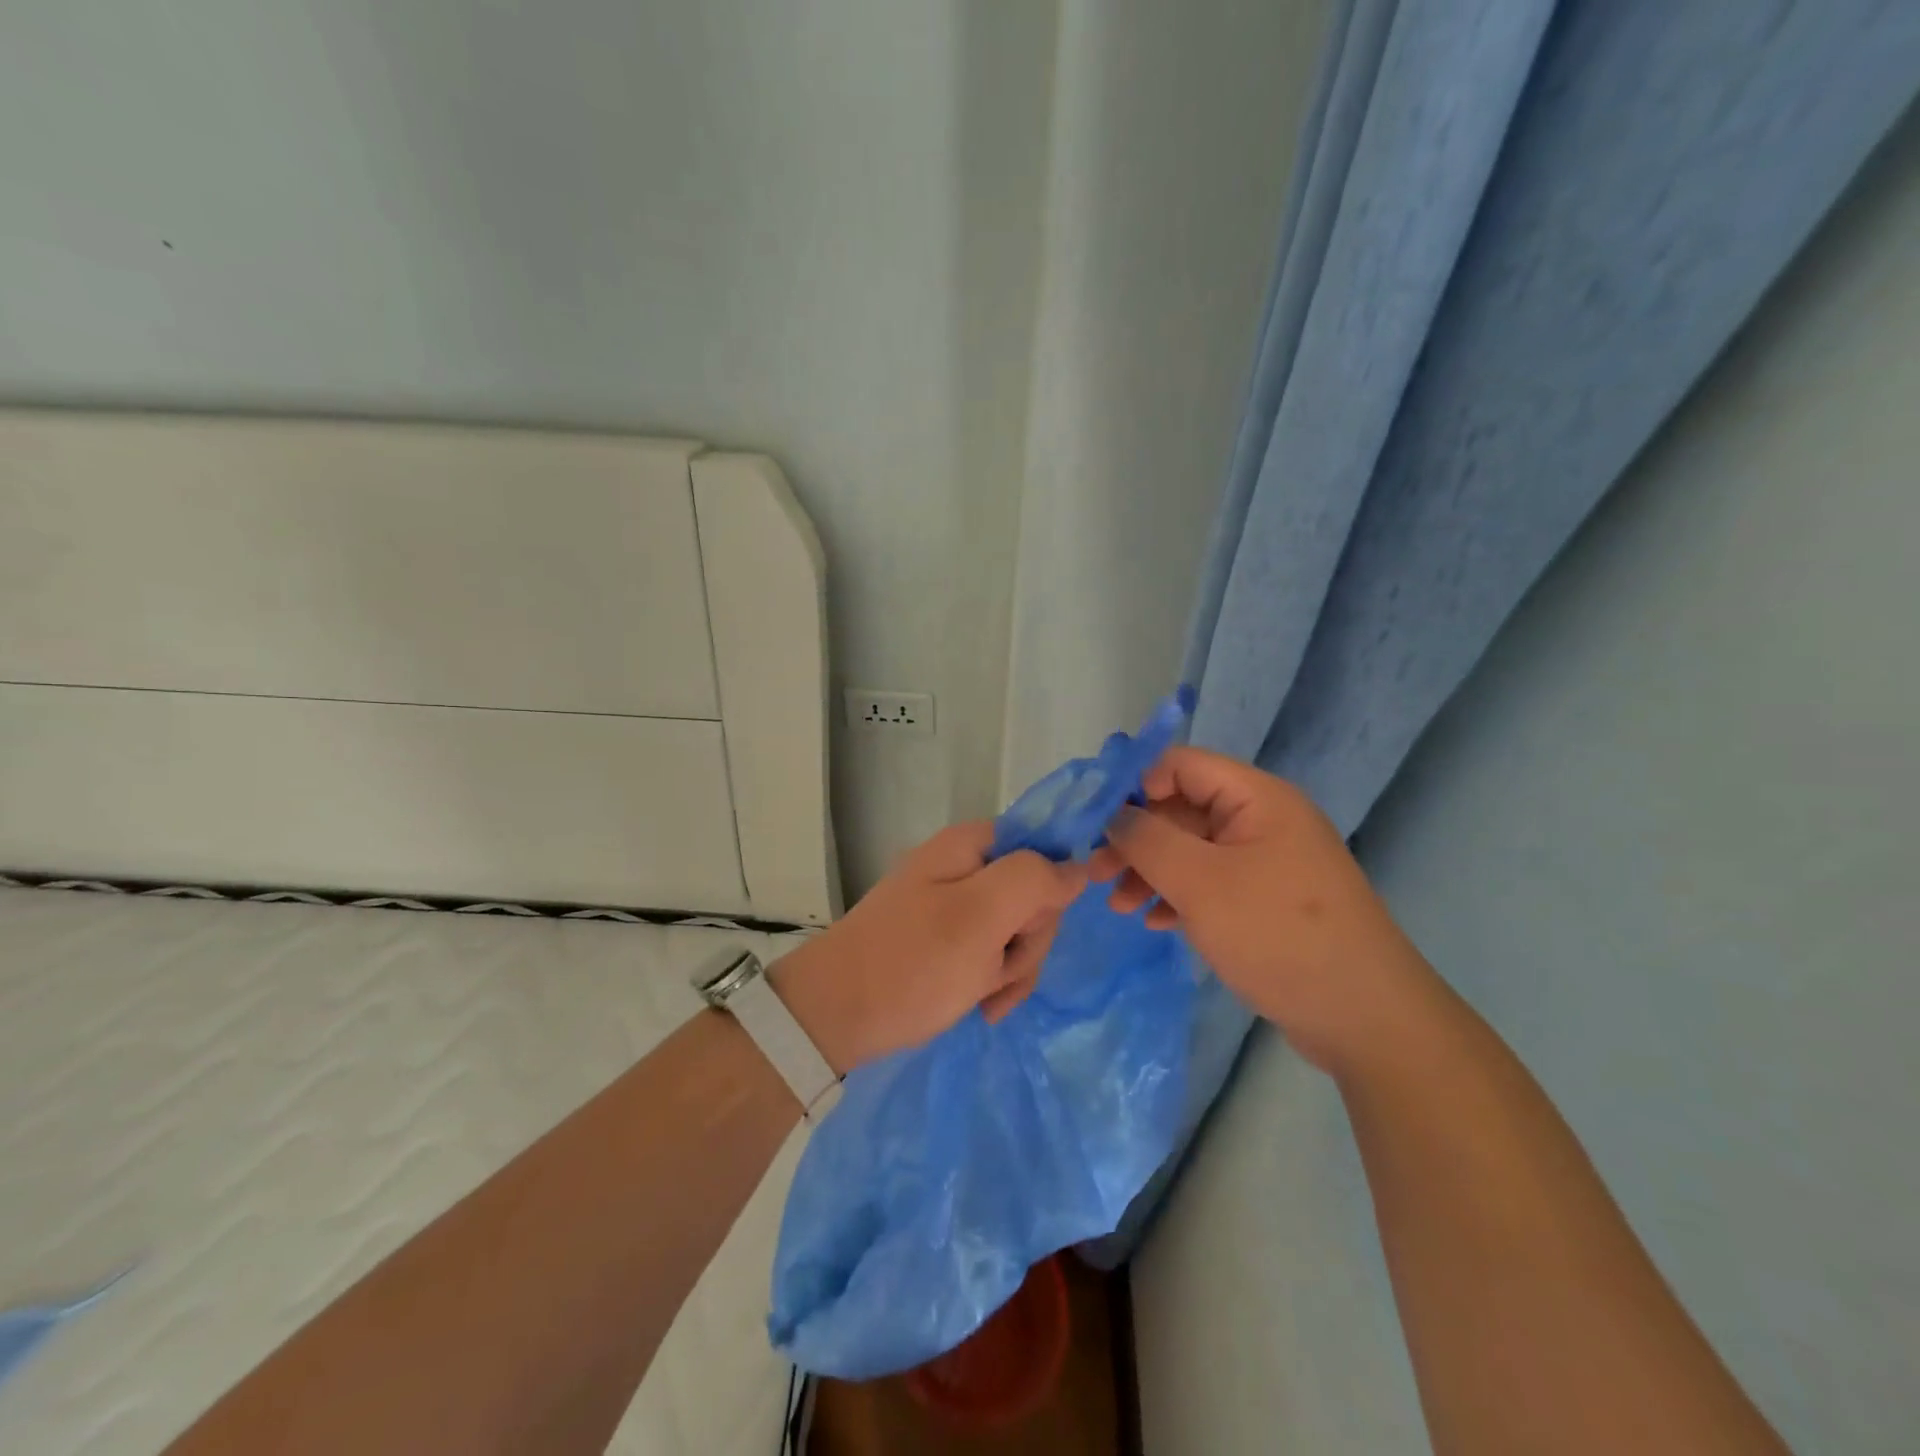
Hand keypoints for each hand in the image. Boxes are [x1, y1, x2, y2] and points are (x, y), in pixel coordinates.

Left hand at [770, 824, 1086, 1074]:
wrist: (834, 1017)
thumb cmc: (911, 964)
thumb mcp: (981, 917)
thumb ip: (1035, 880)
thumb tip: (1078, 866)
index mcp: (970, 844)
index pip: (1045, 849)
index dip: (1049, 893)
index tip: (1028, 929)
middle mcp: (964, 865)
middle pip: (1033, 894)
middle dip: (1028, 941)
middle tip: (998, 971)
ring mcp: (952, 903)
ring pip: (1018, 929)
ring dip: (1012, 968)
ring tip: (982, 995)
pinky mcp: (945, 938)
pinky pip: (992, 952)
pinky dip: (993, 981)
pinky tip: (980, 1004)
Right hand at [1090, 746, 1435, 1074]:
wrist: (1365, 1019)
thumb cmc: (1278, 935)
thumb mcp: (1200, 882)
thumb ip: (1147, 840)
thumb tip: (1115, 816)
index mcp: (1257, 798)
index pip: (1182, 765)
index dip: (1135, 786)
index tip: (1099, 825)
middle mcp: (1263, 820)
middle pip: (1183, 809)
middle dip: (1136, 839)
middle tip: (1095, 874)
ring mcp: (1268, 863)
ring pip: (1193, 850)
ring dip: (1151, 871)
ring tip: (1118, 905)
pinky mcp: (1268, 901)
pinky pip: (1212, 884)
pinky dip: (1179, 897)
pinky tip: (1156, 923)